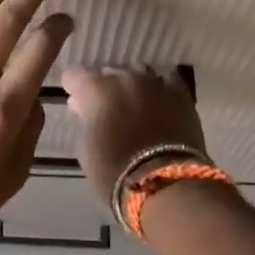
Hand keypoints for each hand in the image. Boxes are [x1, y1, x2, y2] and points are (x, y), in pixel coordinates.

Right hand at [62, 66, 207, 200]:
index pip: (75, 75)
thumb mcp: (86, 147)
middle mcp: (126, 78)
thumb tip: (87, 109)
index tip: (76, 103)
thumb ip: (86, 120)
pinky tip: (158, 103)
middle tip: (106, 110)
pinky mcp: (181, 94)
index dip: (73, 88)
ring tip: (133, 106)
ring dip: (132, 87)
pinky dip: (159, 90)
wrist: (165, 183)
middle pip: (109, 72)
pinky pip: (167, 81)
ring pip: (138, 73)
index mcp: (97, 90)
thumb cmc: (115, 170)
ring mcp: (156, 83)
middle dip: (104, 88)